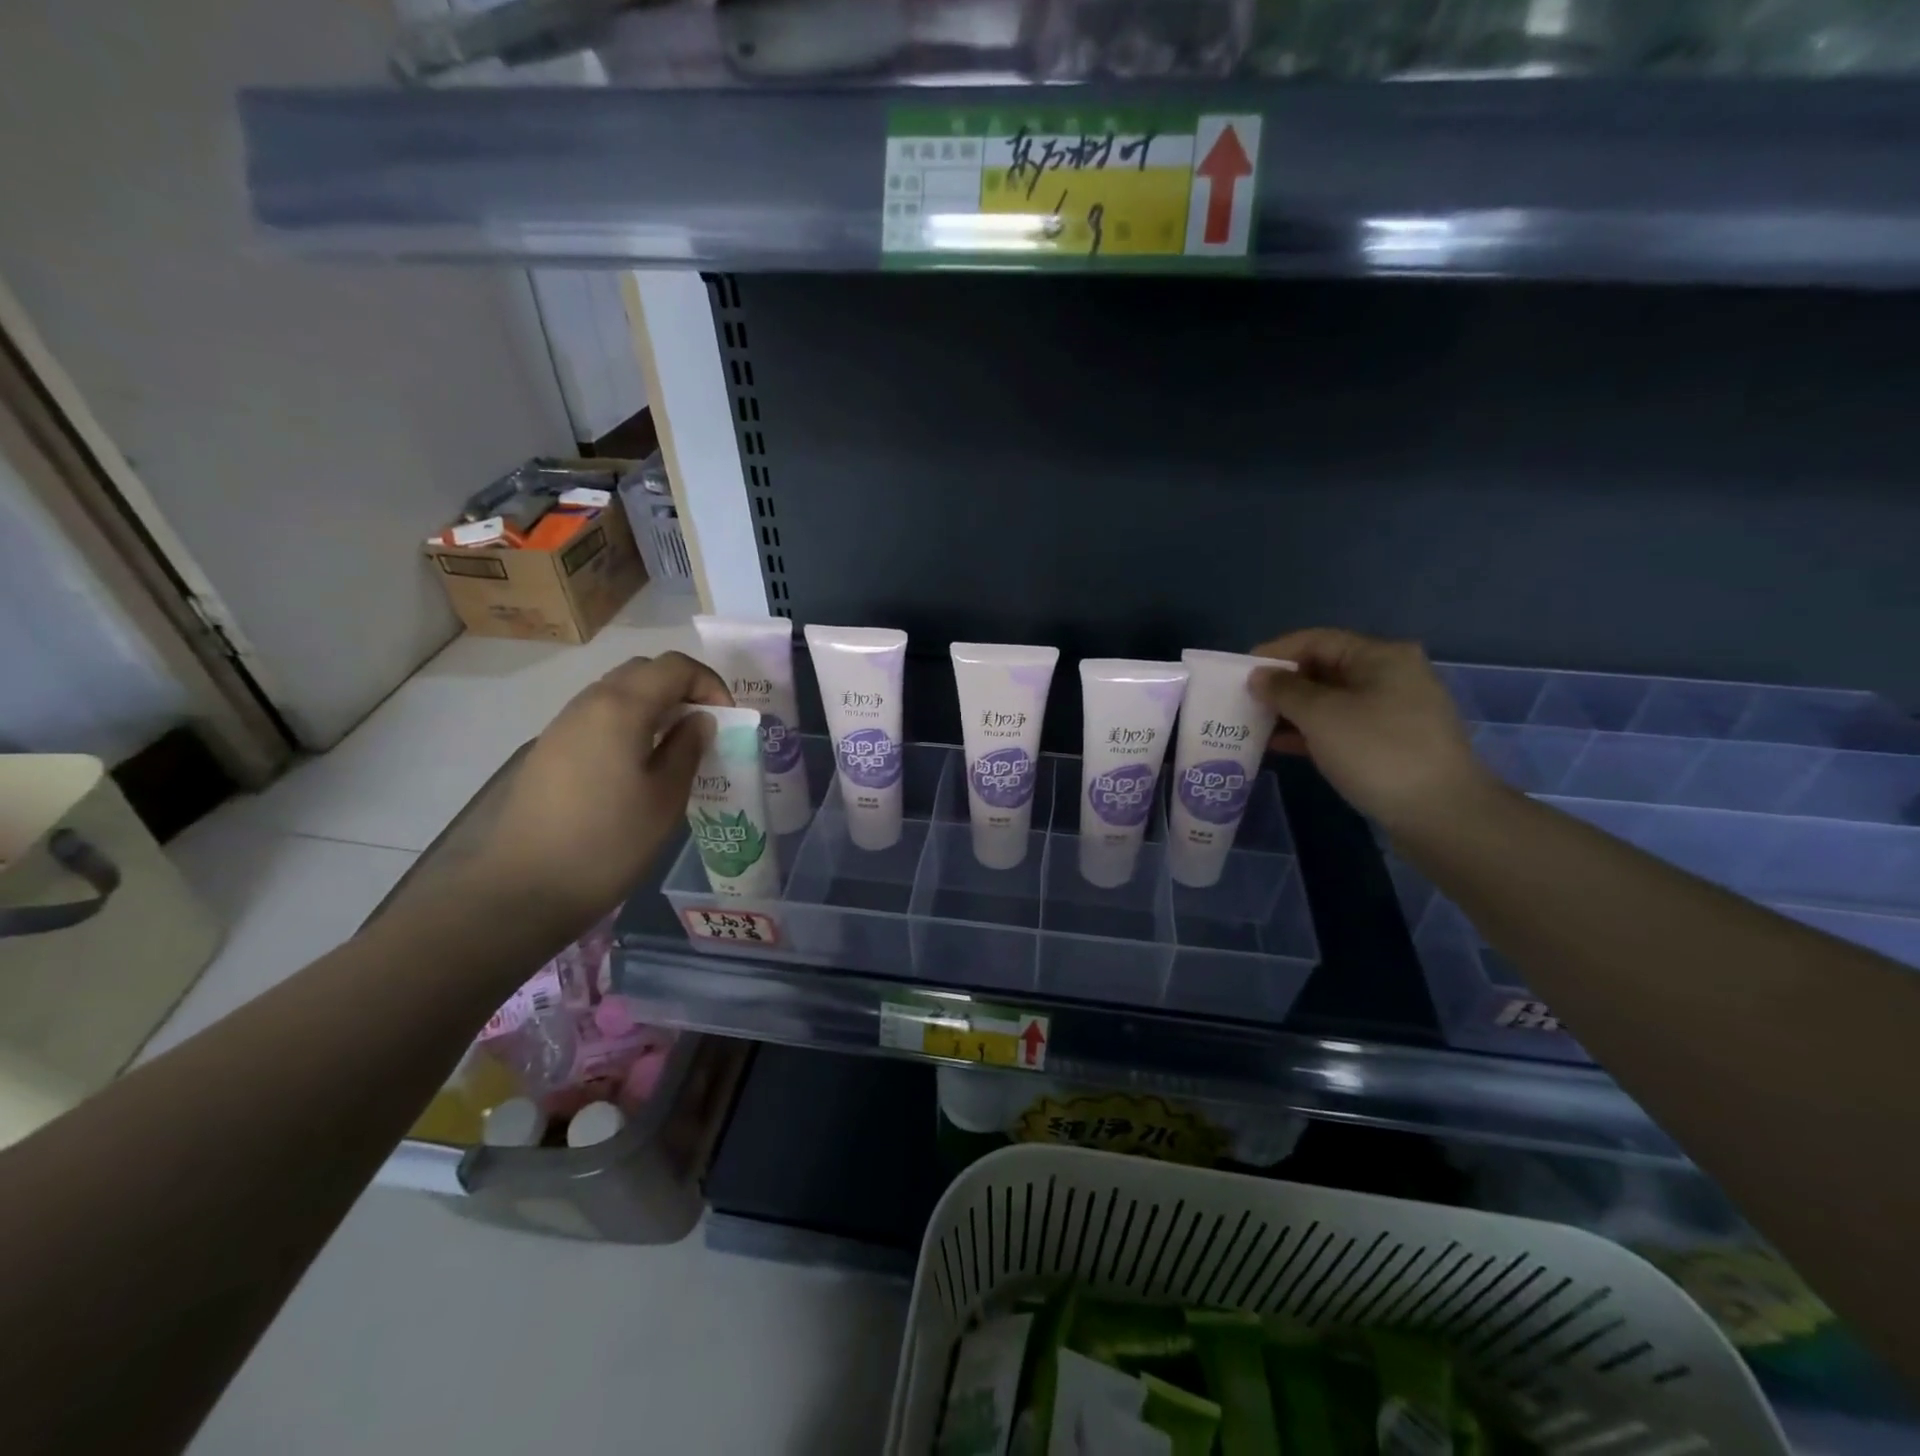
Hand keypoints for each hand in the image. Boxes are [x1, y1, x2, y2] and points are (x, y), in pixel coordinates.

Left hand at [464, 651, 732, 941]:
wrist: (525, 888)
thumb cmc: (609, 843)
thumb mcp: (666, 797)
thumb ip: (688, 748)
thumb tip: (699, 720)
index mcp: (621, 708)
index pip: (675, 666)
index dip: (710, 683)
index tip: (727, 719)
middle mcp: (589, 703)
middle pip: (644, 671)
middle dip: (683, 688)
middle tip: (705, 726)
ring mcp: (563, 725)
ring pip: (618, 692)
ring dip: (655, 705)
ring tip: (676, 746)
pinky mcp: (550, 750)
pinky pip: (598, 716)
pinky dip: (629, 723)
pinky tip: (639, 764)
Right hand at [1250, 628, 1496, 835]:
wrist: (1441, 813)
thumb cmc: (1377, 752)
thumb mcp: (1321, 715)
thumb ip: (1284, 691)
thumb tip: (1259, 676)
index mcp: (1380, 656)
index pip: (1317, 640)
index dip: (1275, 653)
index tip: (1240, 673)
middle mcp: (1392, 675)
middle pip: (1325, 668)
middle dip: (1283, 684)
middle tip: (1244, 700)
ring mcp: (1395, 710)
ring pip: (1332, 700)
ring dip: (1293, 710)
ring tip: (1255, 724)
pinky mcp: (1392, 742)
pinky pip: (1343, 725)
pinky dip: (1312, 731)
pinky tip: (1282, 745)